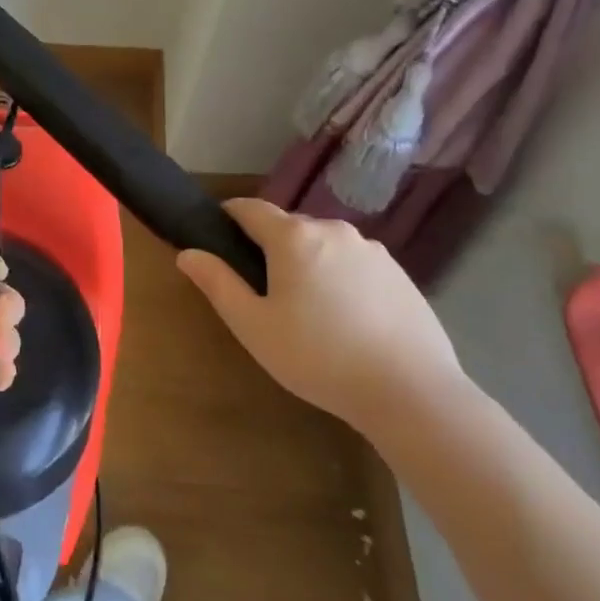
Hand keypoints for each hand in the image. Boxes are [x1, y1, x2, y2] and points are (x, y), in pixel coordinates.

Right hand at [176, 198, 463, 429]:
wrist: (412, 392)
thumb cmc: (318, 357)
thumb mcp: (253, 326)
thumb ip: (218, 283)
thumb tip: (188, 253)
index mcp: (293, 237)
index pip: (250, 208)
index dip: (228, 217)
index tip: (218, 237)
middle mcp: (333, 230)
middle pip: (288, 227)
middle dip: (269, 247)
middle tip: (263, 292)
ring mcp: (372, 250)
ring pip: (324, 245)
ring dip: (308, 263)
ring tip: (308, 311)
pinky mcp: (400, 273)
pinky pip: (355, 263)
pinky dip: (341, 278)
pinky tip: (347, 320)